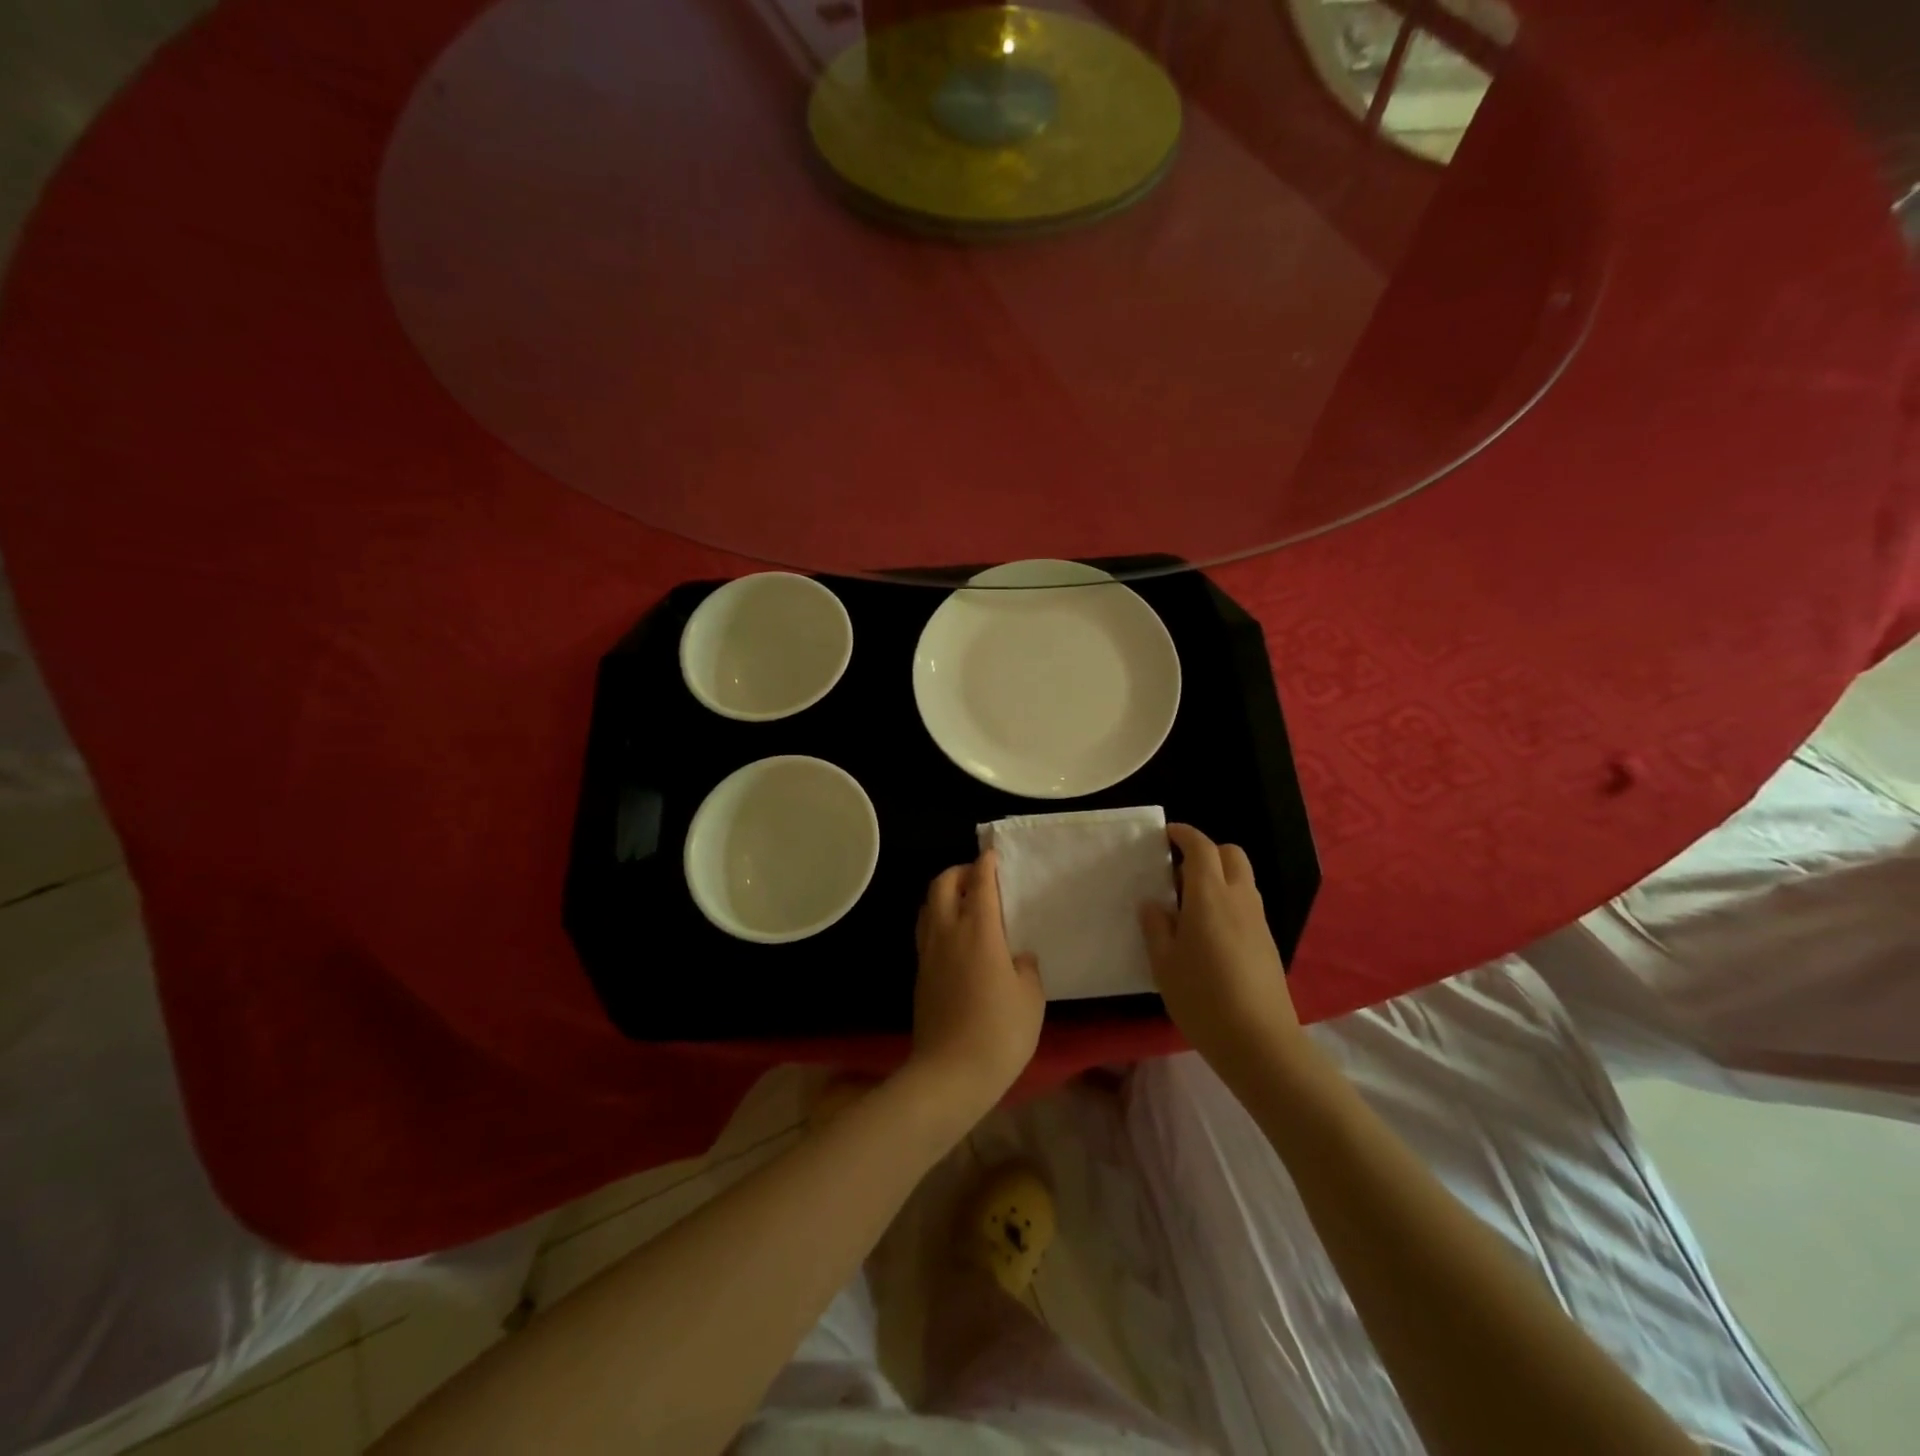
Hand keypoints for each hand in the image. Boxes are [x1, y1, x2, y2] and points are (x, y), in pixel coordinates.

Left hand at [910, 849, 1045, 1112]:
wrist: (950, 1073)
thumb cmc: (1000, 1032)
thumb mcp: (1031, 998)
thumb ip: (1026, 968)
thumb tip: (1017, 956)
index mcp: (979, 930)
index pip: (980, 884)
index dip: (986, 865)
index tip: (992, 855)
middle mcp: (948, 932)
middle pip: (942, 885)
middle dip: (958, 872)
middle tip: (977, 877)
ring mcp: (928, 953)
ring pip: (928, 906)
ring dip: (943, 894)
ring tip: (963, 903)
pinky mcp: (919, 974)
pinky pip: (925, 931)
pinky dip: (937, 920)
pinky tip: (954, 937)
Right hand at [1140, 824, 1303, 1071]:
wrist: (1259, 1042)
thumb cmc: (1202, 997)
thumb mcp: (1164, 962)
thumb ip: (1156, 926)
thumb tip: (1154, 904)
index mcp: (1210, 896)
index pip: (1201, 848)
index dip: (1184, 835)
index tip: (1166, 835)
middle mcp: (1239, 899)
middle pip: (1230, 854)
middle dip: (1206, 852)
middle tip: (1178, 873)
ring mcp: (1258, 920)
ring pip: (1242, 879)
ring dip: (1218, 877)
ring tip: (1189, 906)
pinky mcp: (1268, 942)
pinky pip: (1246, 904)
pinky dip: (1228, 901)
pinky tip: (1209, 933)